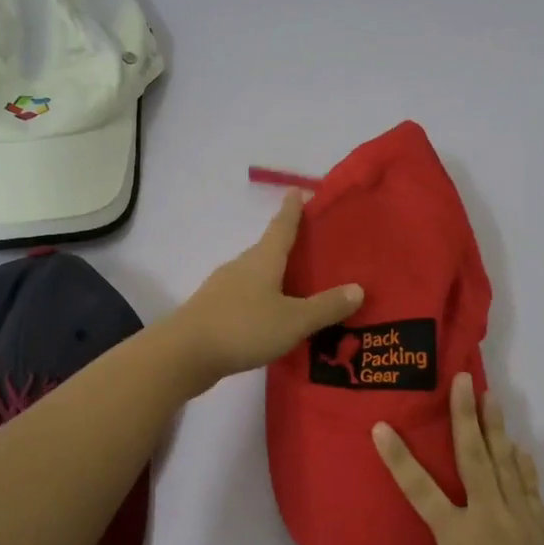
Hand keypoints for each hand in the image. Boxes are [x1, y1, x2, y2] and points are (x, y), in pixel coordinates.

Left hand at [167, 190, 362, 392]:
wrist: (185, 353)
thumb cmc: (243, 327)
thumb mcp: (294, 320)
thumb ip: (326, 307)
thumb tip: (358, 288)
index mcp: (263, 258)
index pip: (282, 225)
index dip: (293, 208)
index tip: (299, 190)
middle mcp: (242, 265)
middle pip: (268, 249)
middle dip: (289, 246)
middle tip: (314, 248)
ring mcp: (224, 287)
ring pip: (256, 275)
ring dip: (276, 276)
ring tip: (299, 287)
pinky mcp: (213, 310)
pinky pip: (246, 297)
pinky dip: (263, 300)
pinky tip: (273, 317)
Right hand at [373, 373, 543, 544]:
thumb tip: (455, 534)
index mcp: (457, 537)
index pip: (420, 490)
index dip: (398, 458)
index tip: (381, 427)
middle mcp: (489, 517)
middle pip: (474, 457)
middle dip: (464, 416)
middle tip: (462, 380)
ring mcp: (520, 519)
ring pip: (505, 463)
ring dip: (496, 427)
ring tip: (490, 396)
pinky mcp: (542, 527)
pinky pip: (528, 486)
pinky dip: (522, 464)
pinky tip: (519, 447)